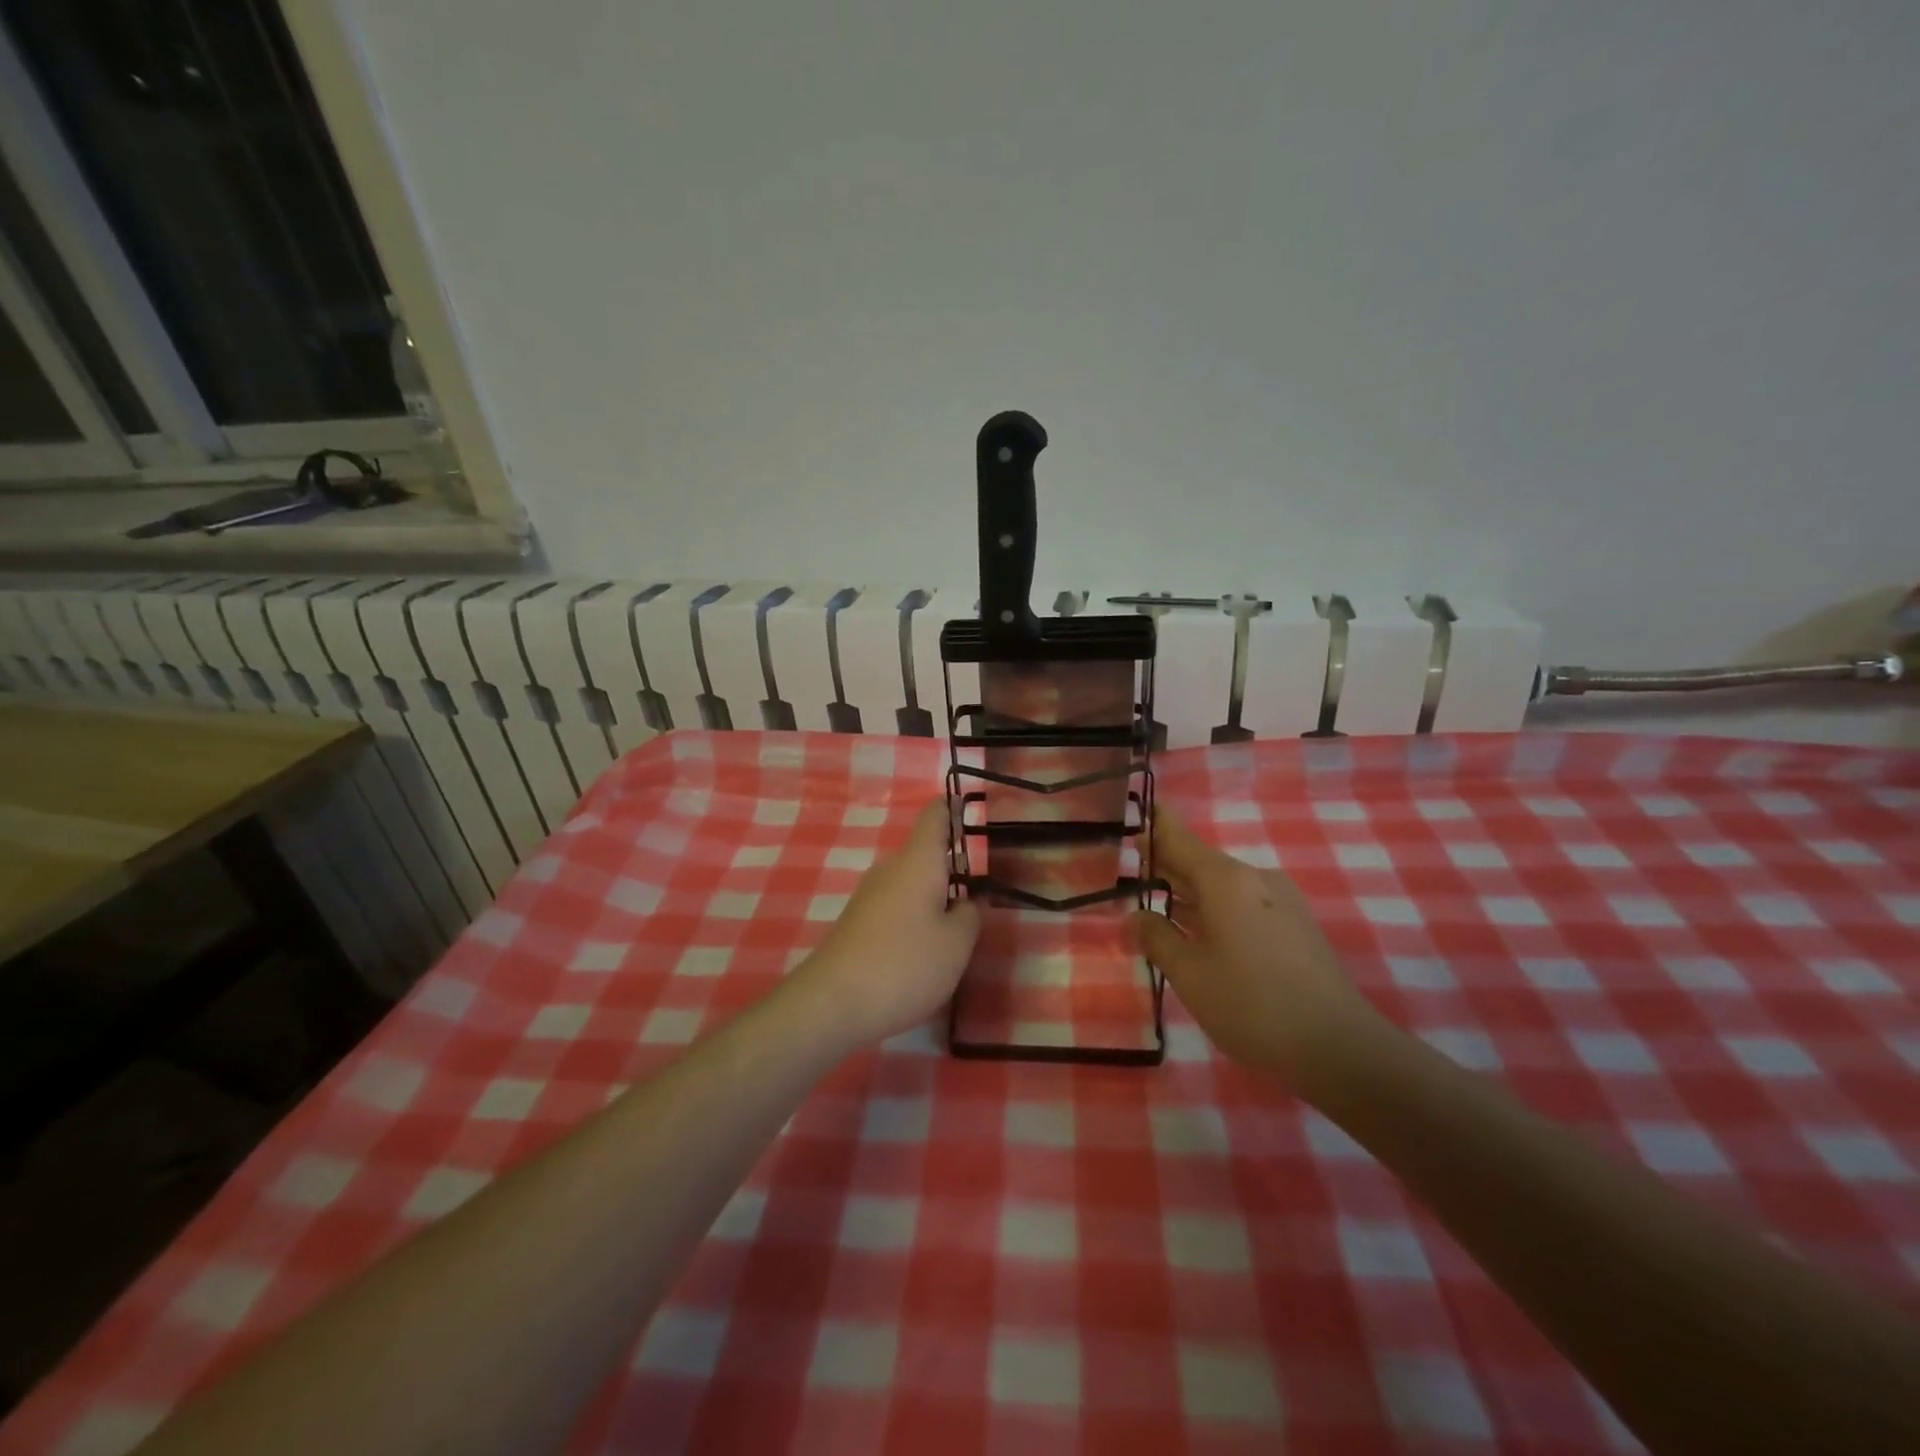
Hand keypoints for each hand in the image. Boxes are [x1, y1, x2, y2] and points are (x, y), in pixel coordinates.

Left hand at [798, 800, 980, 1045]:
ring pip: (910, 884)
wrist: (831, 1003)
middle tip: (979, 892)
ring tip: (956, 931)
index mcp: (918, 861)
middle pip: (924, 854)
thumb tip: (964, 903)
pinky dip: (913, 920)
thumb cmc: (904, 964)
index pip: (935, 816)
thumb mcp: (956, 945)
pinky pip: (895, 908)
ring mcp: (869, 896)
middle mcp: (890, 869)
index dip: (952, 807)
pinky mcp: (857, 923)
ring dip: (932, 898)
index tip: (968, 806)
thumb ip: (969, 916)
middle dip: (950, 868)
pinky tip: (922, 953)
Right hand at [1130, 803, 1376, 1087]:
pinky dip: (1216, 910)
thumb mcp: (1189, 974)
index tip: (1135, 815)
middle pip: (1201, 862)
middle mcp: (1255, 878)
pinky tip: (1201, 934)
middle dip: (1168, 865)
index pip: (1179, 839)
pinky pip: (1244, 904)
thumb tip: (1136, 916)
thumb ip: (1156, 938)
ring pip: (1223, 886)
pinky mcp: (1296, 925)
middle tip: (1134, 869)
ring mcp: (1281, 901)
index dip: (1154, 827)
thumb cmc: (1251, 1005)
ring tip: (1159, 906)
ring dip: (1191, 893)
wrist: (1339, 1047)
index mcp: (1225, 880)